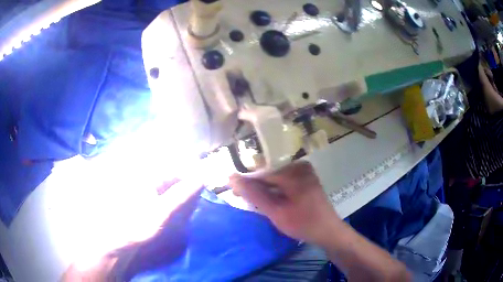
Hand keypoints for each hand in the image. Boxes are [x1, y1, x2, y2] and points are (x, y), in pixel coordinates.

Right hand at [230, 161, 339, 243]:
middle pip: (269, 173)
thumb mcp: (276, 212)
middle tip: (241, 196)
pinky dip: (275, 188)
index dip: (246, 182)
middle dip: (255, 185)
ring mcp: (305, 171)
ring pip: (276, 176)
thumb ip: (254, 195)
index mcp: (293, 172)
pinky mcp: (307, 177)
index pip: (261, 173)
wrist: (328, 231)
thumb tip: (233, 178)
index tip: (233, 191)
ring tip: (254, 199)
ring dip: (264, 187)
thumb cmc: (303, 224)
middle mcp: (299, 166)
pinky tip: (270, 197)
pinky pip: (284, 179)